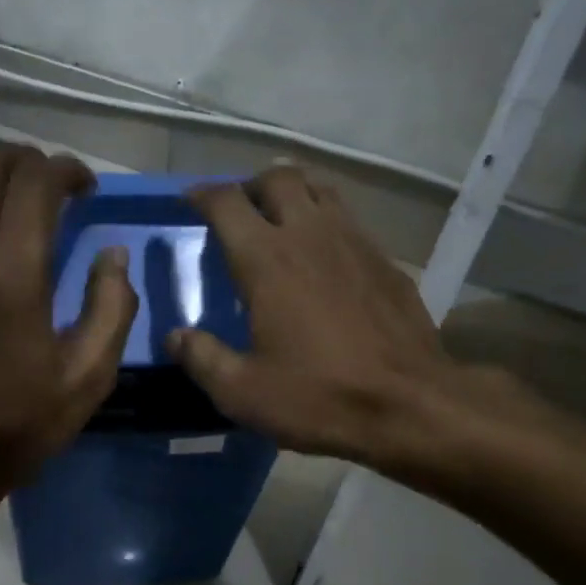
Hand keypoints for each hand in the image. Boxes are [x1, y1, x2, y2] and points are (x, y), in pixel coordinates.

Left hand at [0, 140, 136, 528]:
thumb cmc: (21, 422)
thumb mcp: (89, 375)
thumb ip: (112, 305)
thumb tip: (112, 254)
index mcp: (12, 272)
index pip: (35, 179)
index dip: (67, 170)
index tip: (86, 190)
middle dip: (26, 159)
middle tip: (53, 188)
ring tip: (18, 208)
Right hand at [167, 168, 484, 463]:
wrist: (410, 406)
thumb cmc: (318, 397)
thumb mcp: (242, 392)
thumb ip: (202, 358)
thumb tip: (176, 337)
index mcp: (267, 260)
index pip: (227, 203)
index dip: (202, 194)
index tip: (189, 202)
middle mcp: (311, 235)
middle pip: (278, 178)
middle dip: (250, 186)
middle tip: (238, 212)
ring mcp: (355, 242)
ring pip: (320, 189)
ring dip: (292, 194)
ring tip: (279, 221)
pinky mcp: (386, 261)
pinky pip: (349, 220)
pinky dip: (326, 221)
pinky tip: (323, 258)